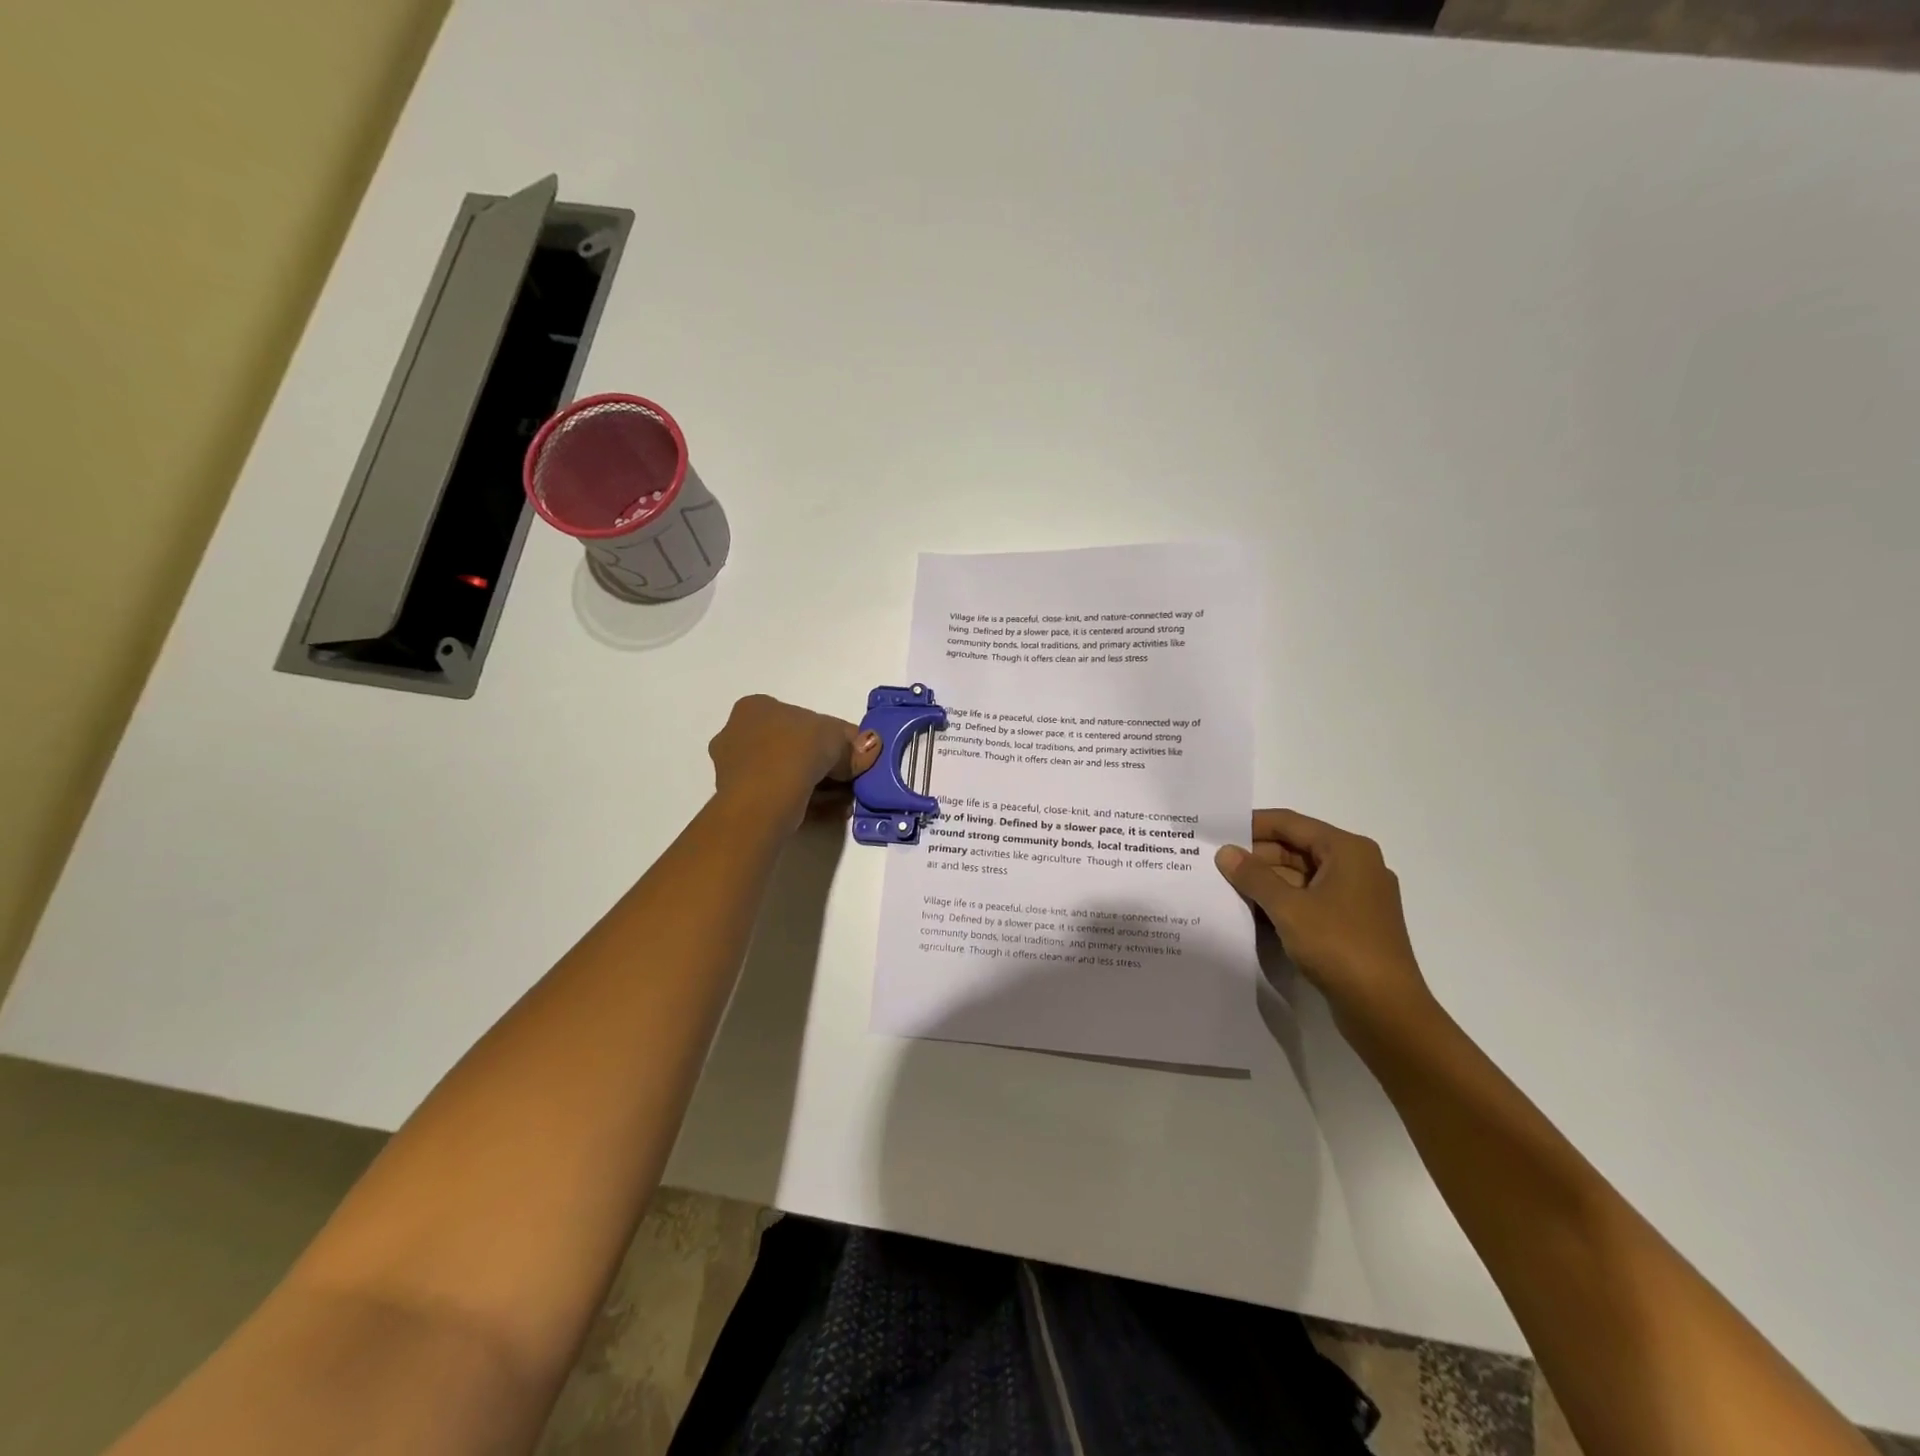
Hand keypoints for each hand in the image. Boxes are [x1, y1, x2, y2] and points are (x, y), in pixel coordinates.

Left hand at [708, 694, 880, 828]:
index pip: (804, 719)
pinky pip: (783, 796)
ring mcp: (737, 770)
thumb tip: (871, 746)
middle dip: (828, 765)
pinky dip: (809, 803)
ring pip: (790, 775)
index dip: (835, 737)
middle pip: (796, 748)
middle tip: (853, 780)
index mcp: (756, 708)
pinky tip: (832, 812)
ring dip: (822, 787)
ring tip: (846, 801)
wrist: (760, 803)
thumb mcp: (833, 738)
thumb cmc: (792, 753)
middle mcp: (739, 734)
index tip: (856, 756)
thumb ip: (853, 743)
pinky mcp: (741, 801)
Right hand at [1215, 810, 1433, 1032]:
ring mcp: (1355, 897)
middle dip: (1256, 856)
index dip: (1251, 824)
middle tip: (1214, 862)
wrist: (1386, 1010)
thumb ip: (1254, 876)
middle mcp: (1355, 866)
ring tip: (1224, 885)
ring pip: (1300, 876)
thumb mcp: (1288, 908)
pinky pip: (1309, 900)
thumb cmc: (1339, 946)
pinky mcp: (1350, 924)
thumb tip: (1225, 853)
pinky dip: (1281, 902)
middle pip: (1296, 848)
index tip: (1215, 830)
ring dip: (1266, 881)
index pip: (1291, 823)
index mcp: (1348, 850)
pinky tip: (1251, 910)